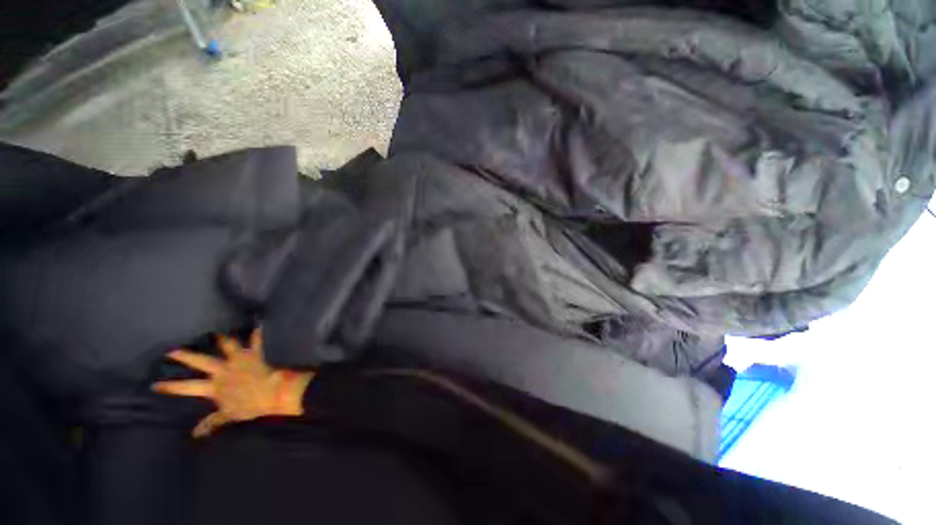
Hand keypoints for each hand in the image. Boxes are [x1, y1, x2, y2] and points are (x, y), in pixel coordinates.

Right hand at [152, 328, 314, 437]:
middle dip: (186, 356)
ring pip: (228, 346)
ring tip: (216, 330)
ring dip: (223, 338)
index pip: (187, 387)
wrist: (272, 393)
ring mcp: (239, 361)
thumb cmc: (250, 405)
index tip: (154, 384)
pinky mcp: (254, 356)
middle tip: (172, 350)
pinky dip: (257, 334)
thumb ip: (211, 422)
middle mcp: (223, 370)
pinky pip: (257, 342)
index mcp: (214, 386)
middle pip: (201, 361)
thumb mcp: (228, 415)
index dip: (171, 387)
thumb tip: (195, 434)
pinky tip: (259, 324)